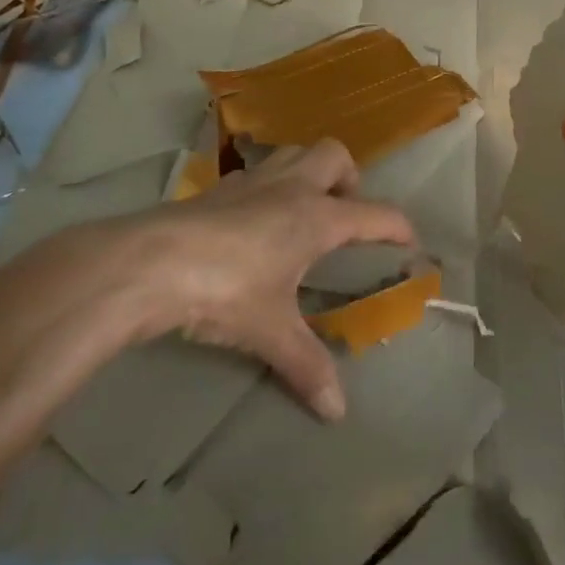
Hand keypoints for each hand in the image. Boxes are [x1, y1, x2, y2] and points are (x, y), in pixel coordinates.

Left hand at [110, 140, 413, 420]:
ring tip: (304, 210)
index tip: (411, 241)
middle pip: (335, 155)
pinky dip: (268, 187)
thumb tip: (336, 411)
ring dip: (308, 172)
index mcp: (317, 216)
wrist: (152, 262)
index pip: (375, 213)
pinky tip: (254, 221)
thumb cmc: (226, 290)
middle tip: (344, 213)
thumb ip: (305, 365)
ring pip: (294, 153)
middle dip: (349, 178)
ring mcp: (252, 181)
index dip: (399, 226)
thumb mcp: (270, 331)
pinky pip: (257, 173)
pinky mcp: (218, 188)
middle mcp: (291, 187)